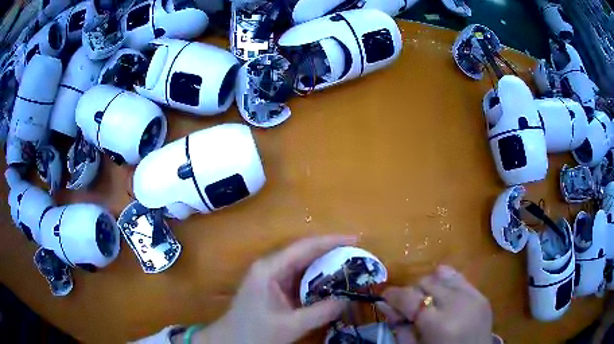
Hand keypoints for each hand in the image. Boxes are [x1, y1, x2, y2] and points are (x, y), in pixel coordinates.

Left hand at [197, 235, 357, 343]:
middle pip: (304, 252)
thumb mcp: (290, 325)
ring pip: (302, 264)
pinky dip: (316, 279)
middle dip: (331, 251)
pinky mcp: (273, 286)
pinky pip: (298, 277)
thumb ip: (321, 312)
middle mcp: (270, 266)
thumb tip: (348, 299)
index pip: (304, 247)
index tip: (355, 239)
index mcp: (269, 269)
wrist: (231, 340)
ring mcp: (270, 276)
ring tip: (350, 266)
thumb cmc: (254, 332)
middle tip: (357, 254)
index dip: (331, 241)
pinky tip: (331, 284)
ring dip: (325, 265)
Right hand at [378, 265, 492, 343]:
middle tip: (408, 309)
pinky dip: (446, 284)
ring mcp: (474, 297)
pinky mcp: (482, 295)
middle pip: (426, 282)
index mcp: (439, 324)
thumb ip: (398, 326)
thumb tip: (383, 303)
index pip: (409, 297)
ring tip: (428, 303)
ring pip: (442, 275)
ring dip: (430, 287)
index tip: (384, 297)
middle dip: (412, 292)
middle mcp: (458, 304)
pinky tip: (443, 298)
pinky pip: (459, 278)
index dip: (392, 295)